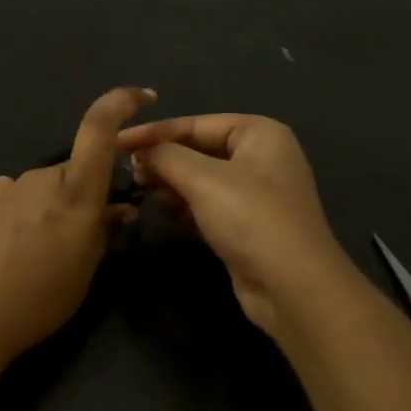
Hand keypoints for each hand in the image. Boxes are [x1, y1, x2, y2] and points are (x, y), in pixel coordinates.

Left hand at [0, 87, 155, 362]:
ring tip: (49, 254)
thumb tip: (120, 210)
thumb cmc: (37, 298)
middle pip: (77, 170)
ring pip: (48, 187)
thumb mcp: (84, 271)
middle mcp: (42, 178)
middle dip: (89, 193)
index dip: (121, 102)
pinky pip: (18, 197)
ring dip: (57, 208)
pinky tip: (18, 243)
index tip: (143, 97)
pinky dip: (28, 211)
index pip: (99, 128)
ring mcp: (9, 189)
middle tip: (91, 237)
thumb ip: (104, 233)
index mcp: (75, 190)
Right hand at [118, 113, 358, 341]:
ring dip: (171, 184)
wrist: (293, 286)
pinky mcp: (245, 225)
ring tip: (142, 190)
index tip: (118, 142)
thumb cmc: (251, 218)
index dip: (154, 132)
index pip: (196, 123)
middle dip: (163, 160)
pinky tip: (163, 210)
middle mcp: (260, 158)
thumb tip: (139, 152)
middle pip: (198, 150)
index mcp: (259, 133)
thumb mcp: (203, 178)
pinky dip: (184, 205)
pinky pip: (206, 205)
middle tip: (128, 171)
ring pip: (200, 179)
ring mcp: (255, 194)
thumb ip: (165, 156)